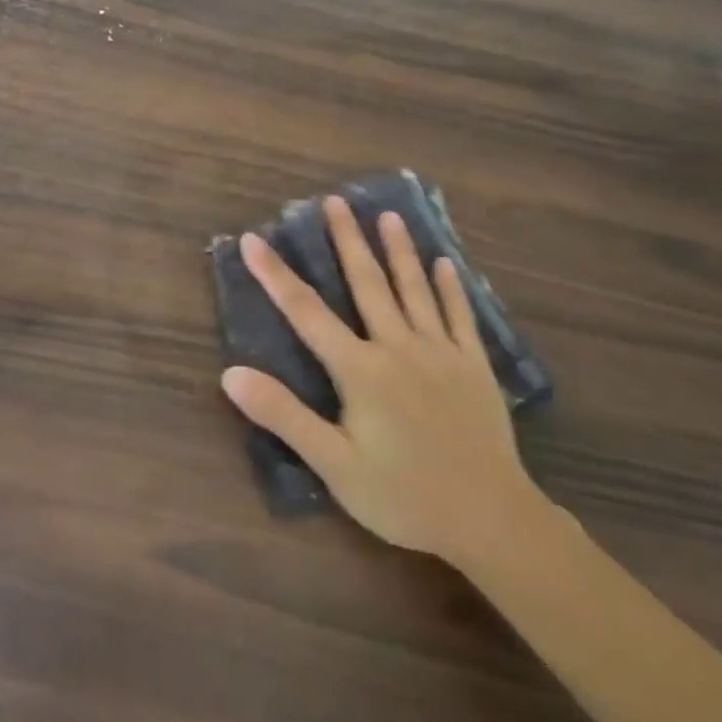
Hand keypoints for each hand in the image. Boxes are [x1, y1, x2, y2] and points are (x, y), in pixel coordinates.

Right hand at [221, 195, 544, 570]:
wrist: (490, 520)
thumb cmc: (402, 495)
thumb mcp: (333, 464)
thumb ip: (283, 415)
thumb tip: (231, 374)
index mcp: (360, 370)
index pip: (306, 312)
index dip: (276, 275)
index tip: (253, 239)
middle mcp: (398, 348)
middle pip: (367, 284)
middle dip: (347, 241)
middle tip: (335, 201)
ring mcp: (441, 354)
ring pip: (415, 290)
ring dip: (399, 251)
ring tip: (388, 216)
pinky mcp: (474, 368)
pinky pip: (460, 317)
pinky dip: (451, 288)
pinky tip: (445, 264)